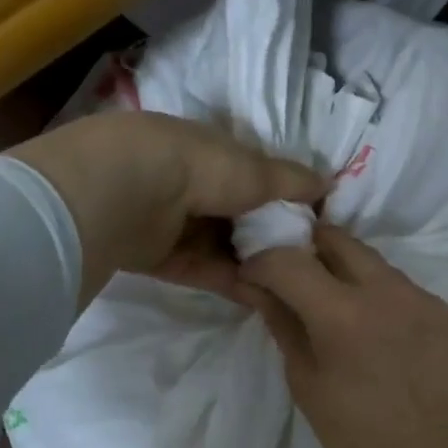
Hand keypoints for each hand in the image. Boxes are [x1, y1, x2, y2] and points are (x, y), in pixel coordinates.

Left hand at [9, 112, 323, 304]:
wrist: (120, 193)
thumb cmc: (193, 167)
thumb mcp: (252, 169)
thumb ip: (289, 180)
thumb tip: (328, 183)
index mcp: (206, 149)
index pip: (250, 173)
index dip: (280, 196)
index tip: (311, 221)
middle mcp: (186, 182)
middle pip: (235, 214)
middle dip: (267, 235)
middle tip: (304, 261)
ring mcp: (168, 220)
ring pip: (219, 245)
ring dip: (252, 263)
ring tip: (290, 285)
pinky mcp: (155, 256)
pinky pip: (201, 269)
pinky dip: (230, 282)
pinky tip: (263, 297)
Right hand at [240, 225, 447, 447]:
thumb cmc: (350, 432)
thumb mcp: (303, 378)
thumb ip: (281, 320)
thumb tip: (254, 282)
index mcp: (343, 315)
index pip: (290, 260)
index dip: (265, 260)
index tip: (257, 272)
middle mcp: (391, 294)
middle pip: (341, 241)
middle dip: (313, 249)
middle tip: (302, 274)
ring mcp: (431, 302)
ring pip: (382, 268)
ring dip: (358, 280)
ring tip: (355, 317)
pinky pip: (415, 296)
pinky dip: (395, 309)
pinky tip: (395, 341)